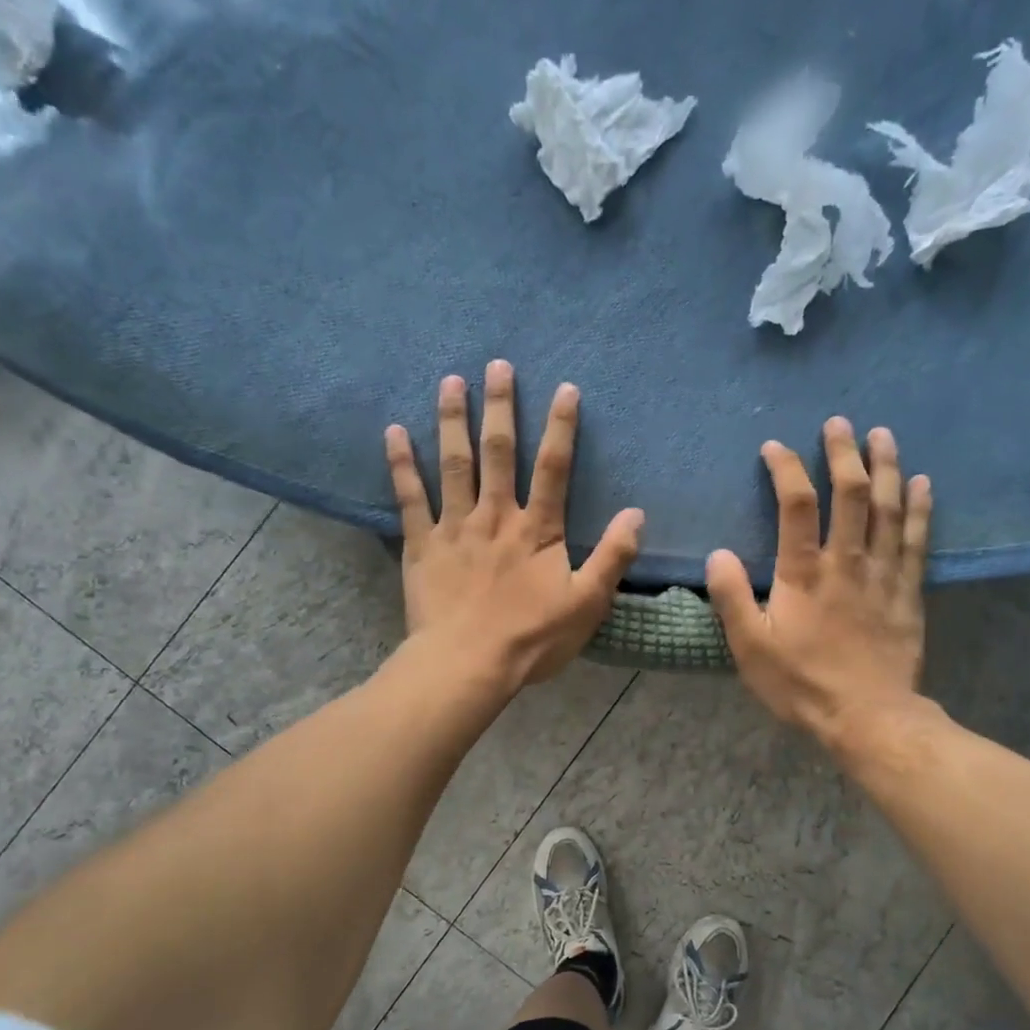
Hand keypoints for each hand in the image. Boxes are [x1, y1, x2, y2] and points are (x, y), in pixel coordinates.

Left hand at [386, 361, 643, 693]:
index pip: (554, 468)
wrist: (468, 664)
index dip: (561, 427)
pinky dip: (401, 464)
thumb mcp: (587, 604)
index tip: (565, 388)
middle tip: (496, 365)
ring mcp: (455, 528)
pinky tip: (393, 431)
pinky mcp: (422, 545)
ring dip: (452, 420)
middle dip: (500, 407)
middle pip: (499, 452)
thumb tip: (636, 513)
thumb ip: (612, 557)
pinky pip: (409, 498)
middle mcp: (495, 516)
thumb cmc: (531, 638)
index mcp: (537, 530)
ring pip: (454, 464)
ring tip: (450, 381)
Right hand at [707, 417, 932, 748]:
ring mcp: (883, 574)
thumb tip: (718, 553)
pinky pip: (917, 540)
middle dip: (844, 453)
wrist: (867, 717)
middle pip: (851, 493)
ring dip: (886, 467)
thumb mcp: (750, 647)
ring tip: (883, 434)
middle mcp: (848, 561)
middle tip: (839, 423)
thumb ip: (731, 597)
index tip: (775, 446)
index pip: (797, 504)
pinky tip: (921, 483)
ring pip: (889, 508)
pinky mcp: (908, 592)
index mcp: (804, 572)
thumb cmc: (801, 683)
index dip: (787, 469)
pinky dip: (920, 508)